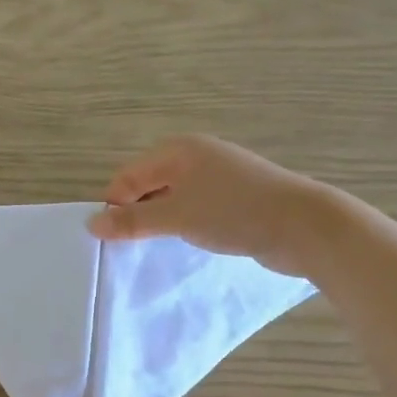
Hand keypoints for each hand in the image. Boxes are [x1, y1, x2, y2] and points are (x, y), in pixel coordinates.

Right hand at [88, 135, 327, 275]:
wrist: (304, 225)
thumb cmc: (234, 212)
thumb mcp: (177, 217)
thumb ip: (133, 221)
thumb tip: (92, 224)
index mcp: (178, 150)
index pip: (128, 176)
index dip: (117, 207)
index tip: (114, 240)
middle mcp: (196, 156)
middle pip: (149, 185)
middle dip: (138, 214)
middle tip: (135, 247)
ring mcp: (219, 176)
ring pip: (173, 198)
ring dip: (163, 221)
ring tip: (162, 246)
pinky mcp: (236, 197)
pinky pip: (196, 208)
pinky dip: (186, 224)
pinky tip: (190, 242)